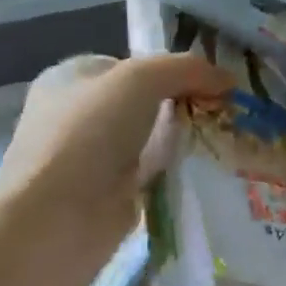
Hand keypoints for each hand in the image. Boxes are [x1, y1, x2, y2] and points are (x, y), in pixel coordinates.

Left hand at [0, 52, 230, 258]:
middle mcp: (76, 116)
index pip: (129, 65)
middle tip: (226, 109)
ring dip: (184, 140)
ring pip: (151, 139)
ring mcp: (91, 159)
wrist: (57, 220)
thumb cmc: (88, 134)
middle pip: (144, 102)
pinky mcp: (109, 196)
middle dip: (182, 104)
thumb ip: (186, 69)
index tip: (211, 79)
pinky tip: (209, 170)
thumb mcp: (140, 79)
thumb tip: (227, 78)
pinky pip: (154, 174)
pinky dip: (177, 173)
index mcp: (69, 79)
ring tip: (228, 137)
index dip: (169, 68)